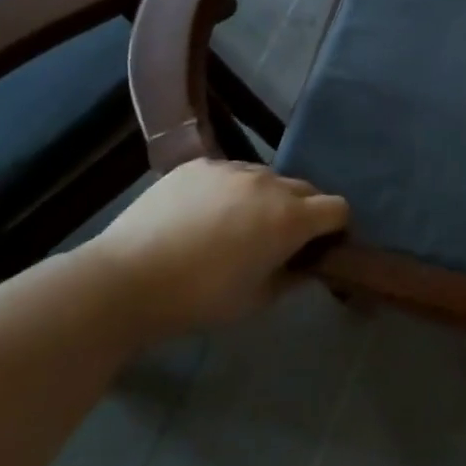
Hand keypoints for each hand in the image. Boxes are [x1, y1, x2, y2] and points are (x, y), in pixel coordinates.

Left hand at [82, 160, 347, 338]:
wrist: (126, 280)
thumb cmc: (200, 298)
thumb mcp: (258, 300)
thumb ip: (293, 276)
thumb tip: (308, 265)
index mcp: (291, 218)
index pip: (338, 208)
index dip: (336, 228)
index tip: (322, 247)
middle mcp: (269, 183)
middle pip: (306, 189)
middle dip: (304, 211)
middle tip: (280, 240)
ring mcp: (231, 168)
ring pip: (267, 177)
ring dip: (267, 198)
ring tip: (237, 224)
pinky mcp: (198, 165)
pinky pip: (229, 172)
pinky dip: (230, 190)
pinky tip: (204, 214)